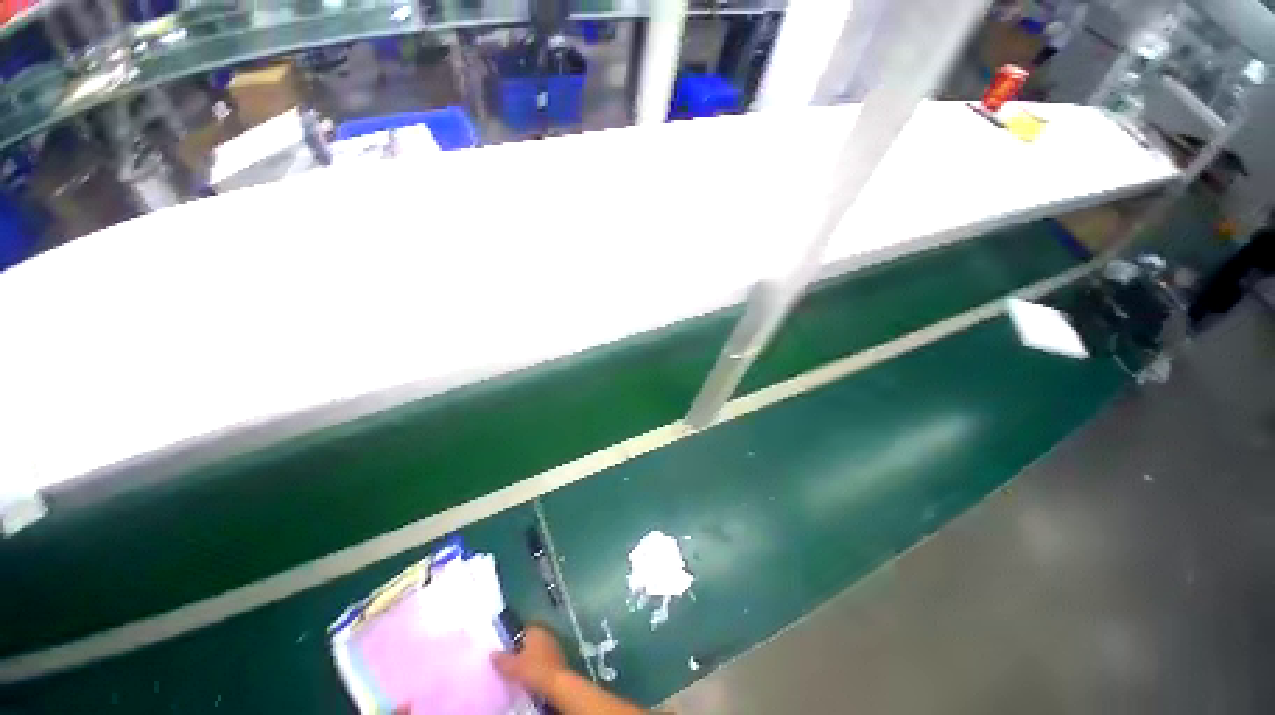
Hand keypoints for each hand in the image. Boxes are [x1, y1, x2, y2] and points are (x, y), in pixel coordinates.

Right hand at [491, 625, 568, 695]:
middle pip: (530, 640)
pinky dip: (538, 664)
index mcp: (535, 630)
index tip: (506, 653)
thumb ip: (501, 659)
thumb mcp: (512, 667)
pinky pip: (544, 657)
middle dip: (521, 650)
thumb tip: (492, 653)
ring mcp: (553, 644)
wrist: (556, 683)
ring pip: (537, 649)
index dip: (513, 642)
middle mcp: (545, 633)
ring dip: (530, 657)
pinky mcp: (558, 656)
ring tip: (521, 671)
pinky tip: (533, 674)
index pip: (521, 631)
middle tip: (512, 663)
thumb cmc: (533, 670)